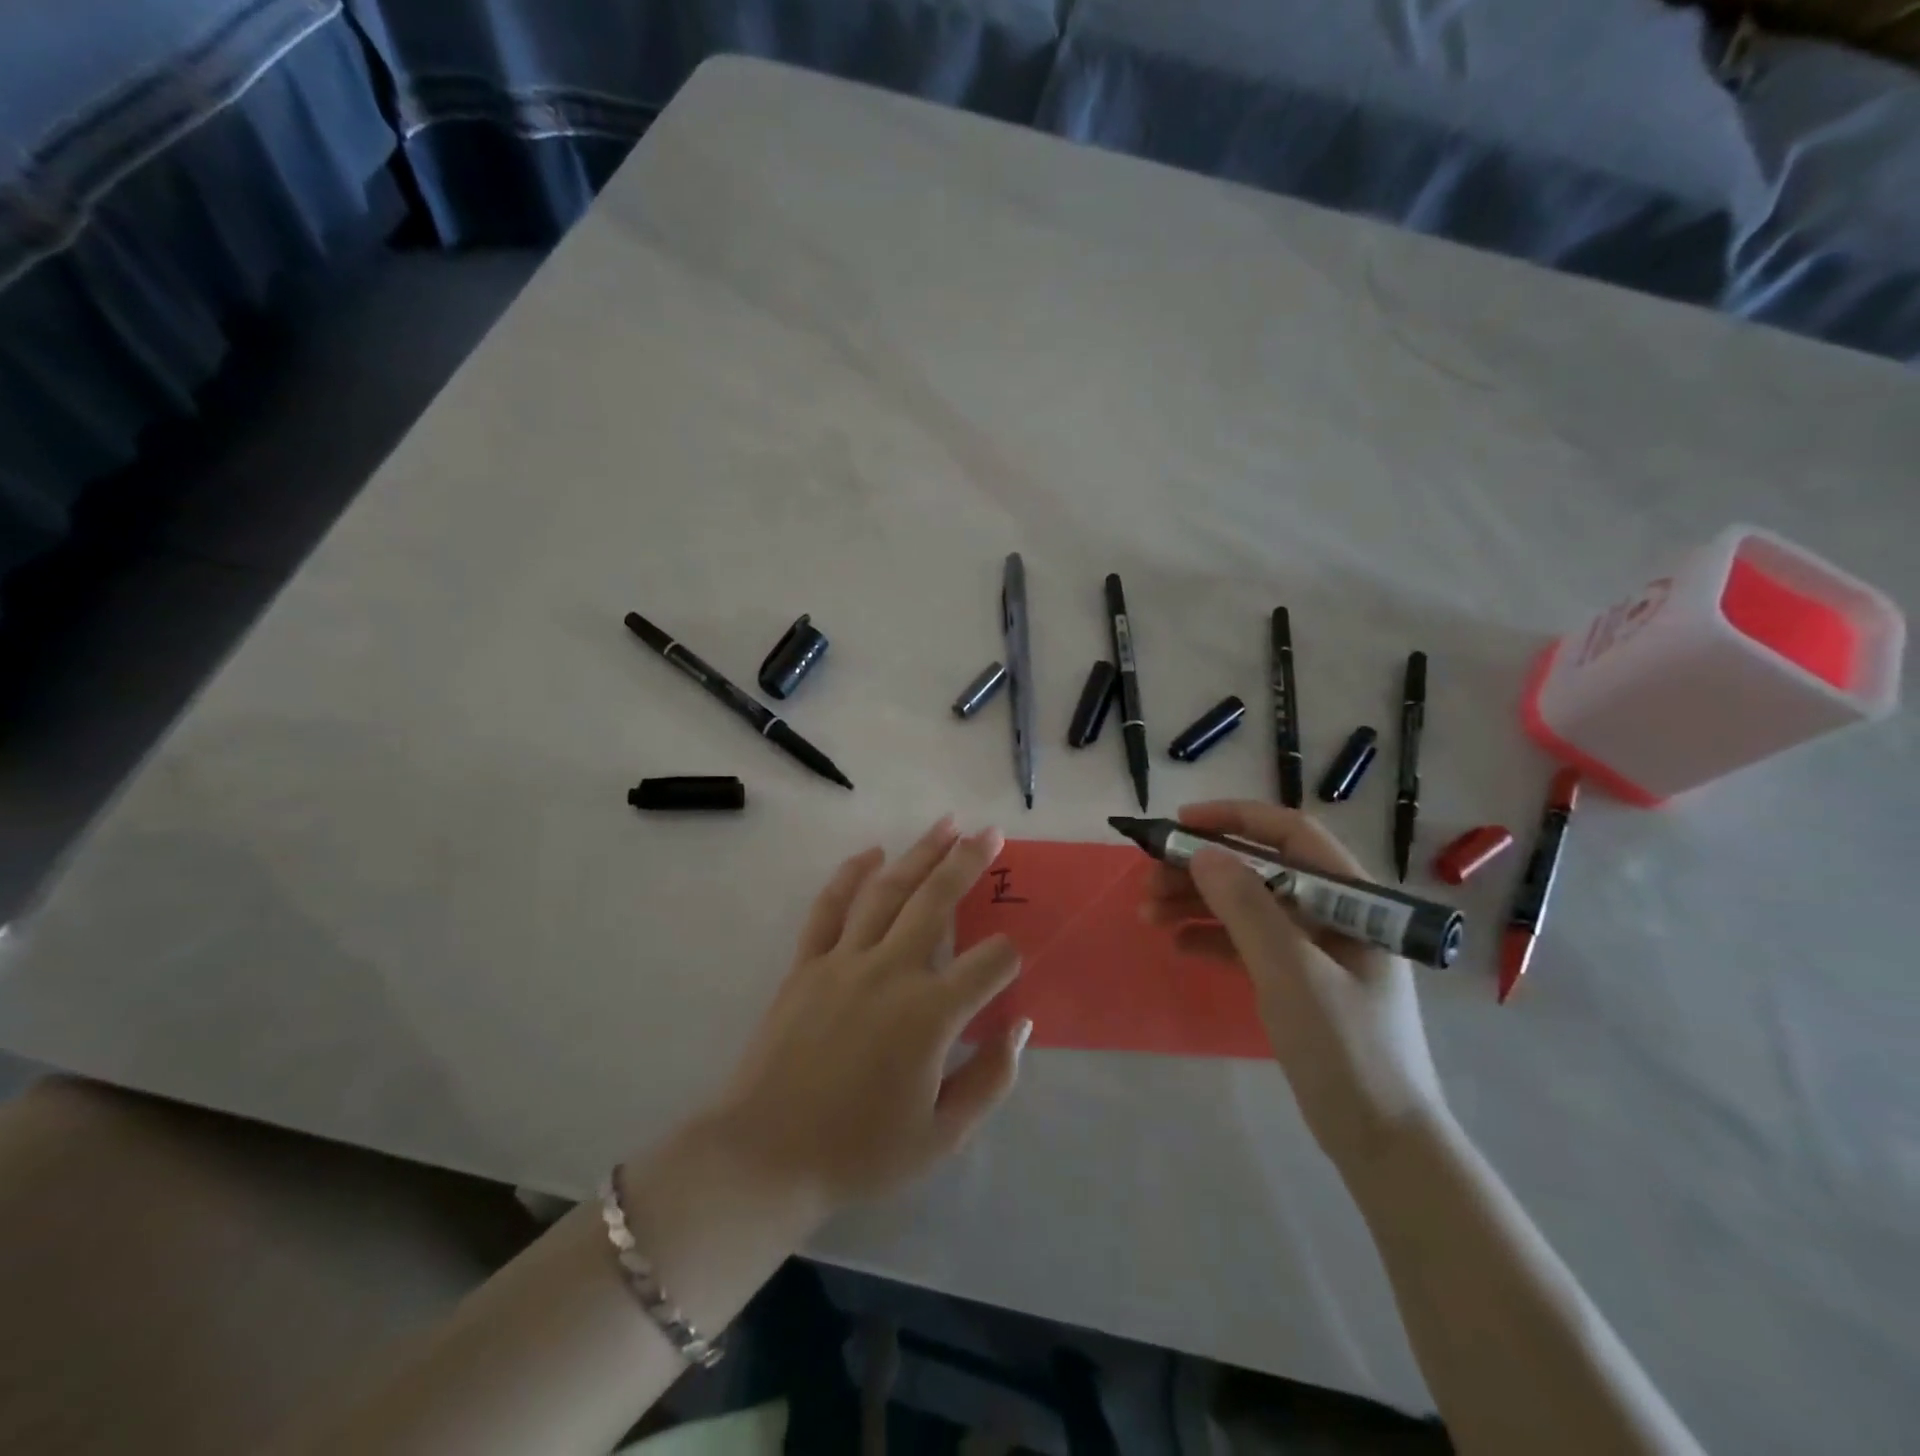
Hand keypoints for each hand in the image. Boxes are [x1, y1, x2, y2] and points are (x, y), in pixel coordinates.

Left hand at [702, 816, 1028, 1220]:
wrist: (765, 1157)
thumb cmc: (859, 1152)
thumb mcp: (942, 1137)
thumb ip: (991, 1080)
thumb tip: (1019, 1027)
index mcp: (931, 1014)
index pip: (991, 963)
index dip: (1010, 958)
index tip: (1011, 967)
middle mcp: (891, 971)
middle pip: (938, 901)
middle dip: (969, 862)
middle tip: (991, 832)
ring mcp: (844, 960)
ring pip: (888, 891)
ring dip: (920, 853)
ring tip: (946, 824)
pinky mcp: (807, 963)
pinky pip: (830, 907)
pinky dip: (851, 875)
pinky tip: (871, 854)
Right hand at [1142, 802, 1445, 1172]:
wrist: (1382, 1142)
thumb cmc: (1346, 1047)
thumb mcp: (1292, 972)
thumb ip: (1248, 908)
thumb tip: (1203, 852)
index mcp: (1352, 898)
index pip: (1289, 833)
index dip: (1233, 819)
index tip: (1179, 824)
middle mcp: (1334, 912)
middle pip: (1259, 869)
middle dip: (1201, 870)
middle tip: (1148, 881)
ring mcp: (1315, 947)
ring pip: (1248, 905)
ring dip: (1197, 903)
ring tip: (1148, 914)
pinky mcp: (1298, 978)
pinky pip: (1248, 942)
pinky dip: (1212, 937)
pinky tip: (1177, 944)